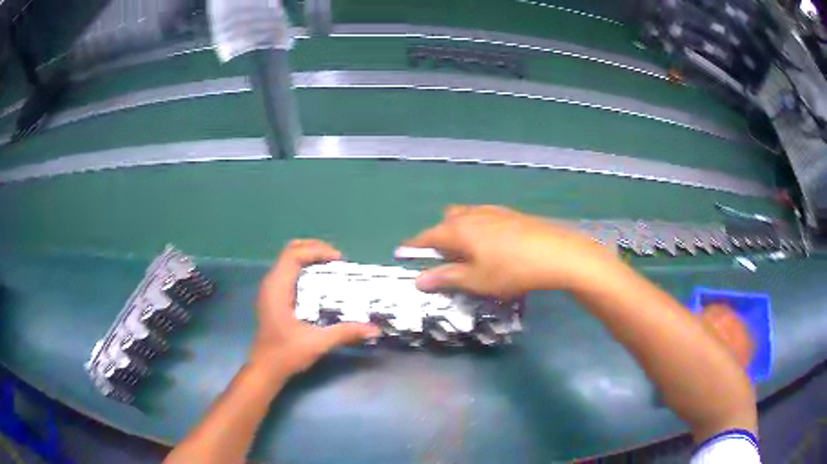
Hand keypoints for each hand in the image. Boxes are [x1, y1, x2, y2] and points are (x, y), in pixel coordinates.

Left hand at [251, 240, 379, 377]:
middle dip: (314, 249)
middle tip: (337, 260)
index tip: (339, 260)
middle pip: (290, 251)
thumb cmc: (286, 354)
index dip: (317, 250)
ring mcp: (270, 290)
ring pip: (288, 261)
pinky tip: (319, 284)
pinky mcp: (273, 298)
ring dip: (309, 258)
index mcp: (277, 288)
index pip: (294, 254)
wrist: (265, 369)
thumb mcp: (317, 343)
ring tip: (331, 268)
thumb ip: (345, 333)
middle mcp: (271, 283)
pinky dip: (304, 269)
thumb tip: (374, 329)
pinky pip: (288, 272)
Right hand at [405, 205, 614, 297]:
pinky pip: (484, 217)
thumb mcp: (476, 280)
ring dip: (459, 230)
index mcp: (457, 230)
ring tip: (467, 252)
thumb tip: (418, 280)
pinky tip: (492, 243)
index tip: (402, 251)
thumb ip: (446, 278)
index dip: (413, 246)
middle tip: (444, 259)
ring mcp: (492, 212)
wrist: (555, 253)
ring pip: (466, 216)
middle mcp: (471, 215)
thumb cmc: (511, 270)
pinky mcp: (510, 214)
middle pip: (446, 221)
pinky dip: (477, 228)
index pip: (427, 237)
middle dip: (439, 237)